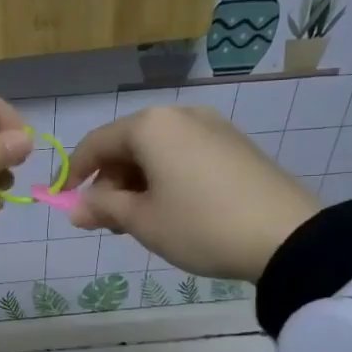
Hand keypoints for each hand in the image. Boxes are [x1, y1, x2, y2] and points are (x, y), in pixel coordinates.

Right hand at [66, 105, 319, 281]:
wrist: (287, 236)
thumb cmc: (200, 225)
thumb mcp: (143, 222)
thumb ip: (103, 209)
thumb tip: (75, 209)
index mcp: (150, 126)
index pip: (96, 143)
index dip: (74, 174)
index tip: (64, 202)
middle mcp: (180, 115)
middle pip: (128, 144)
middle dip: (110, 181)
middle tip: (107, 221)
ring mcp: (213, 127)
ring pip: (158, 151)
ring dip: (138, 182)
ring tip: (140, 220)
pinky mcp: (236, 145)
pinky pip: (185, 155)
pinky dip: (167, 177)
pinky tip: (173, 209)